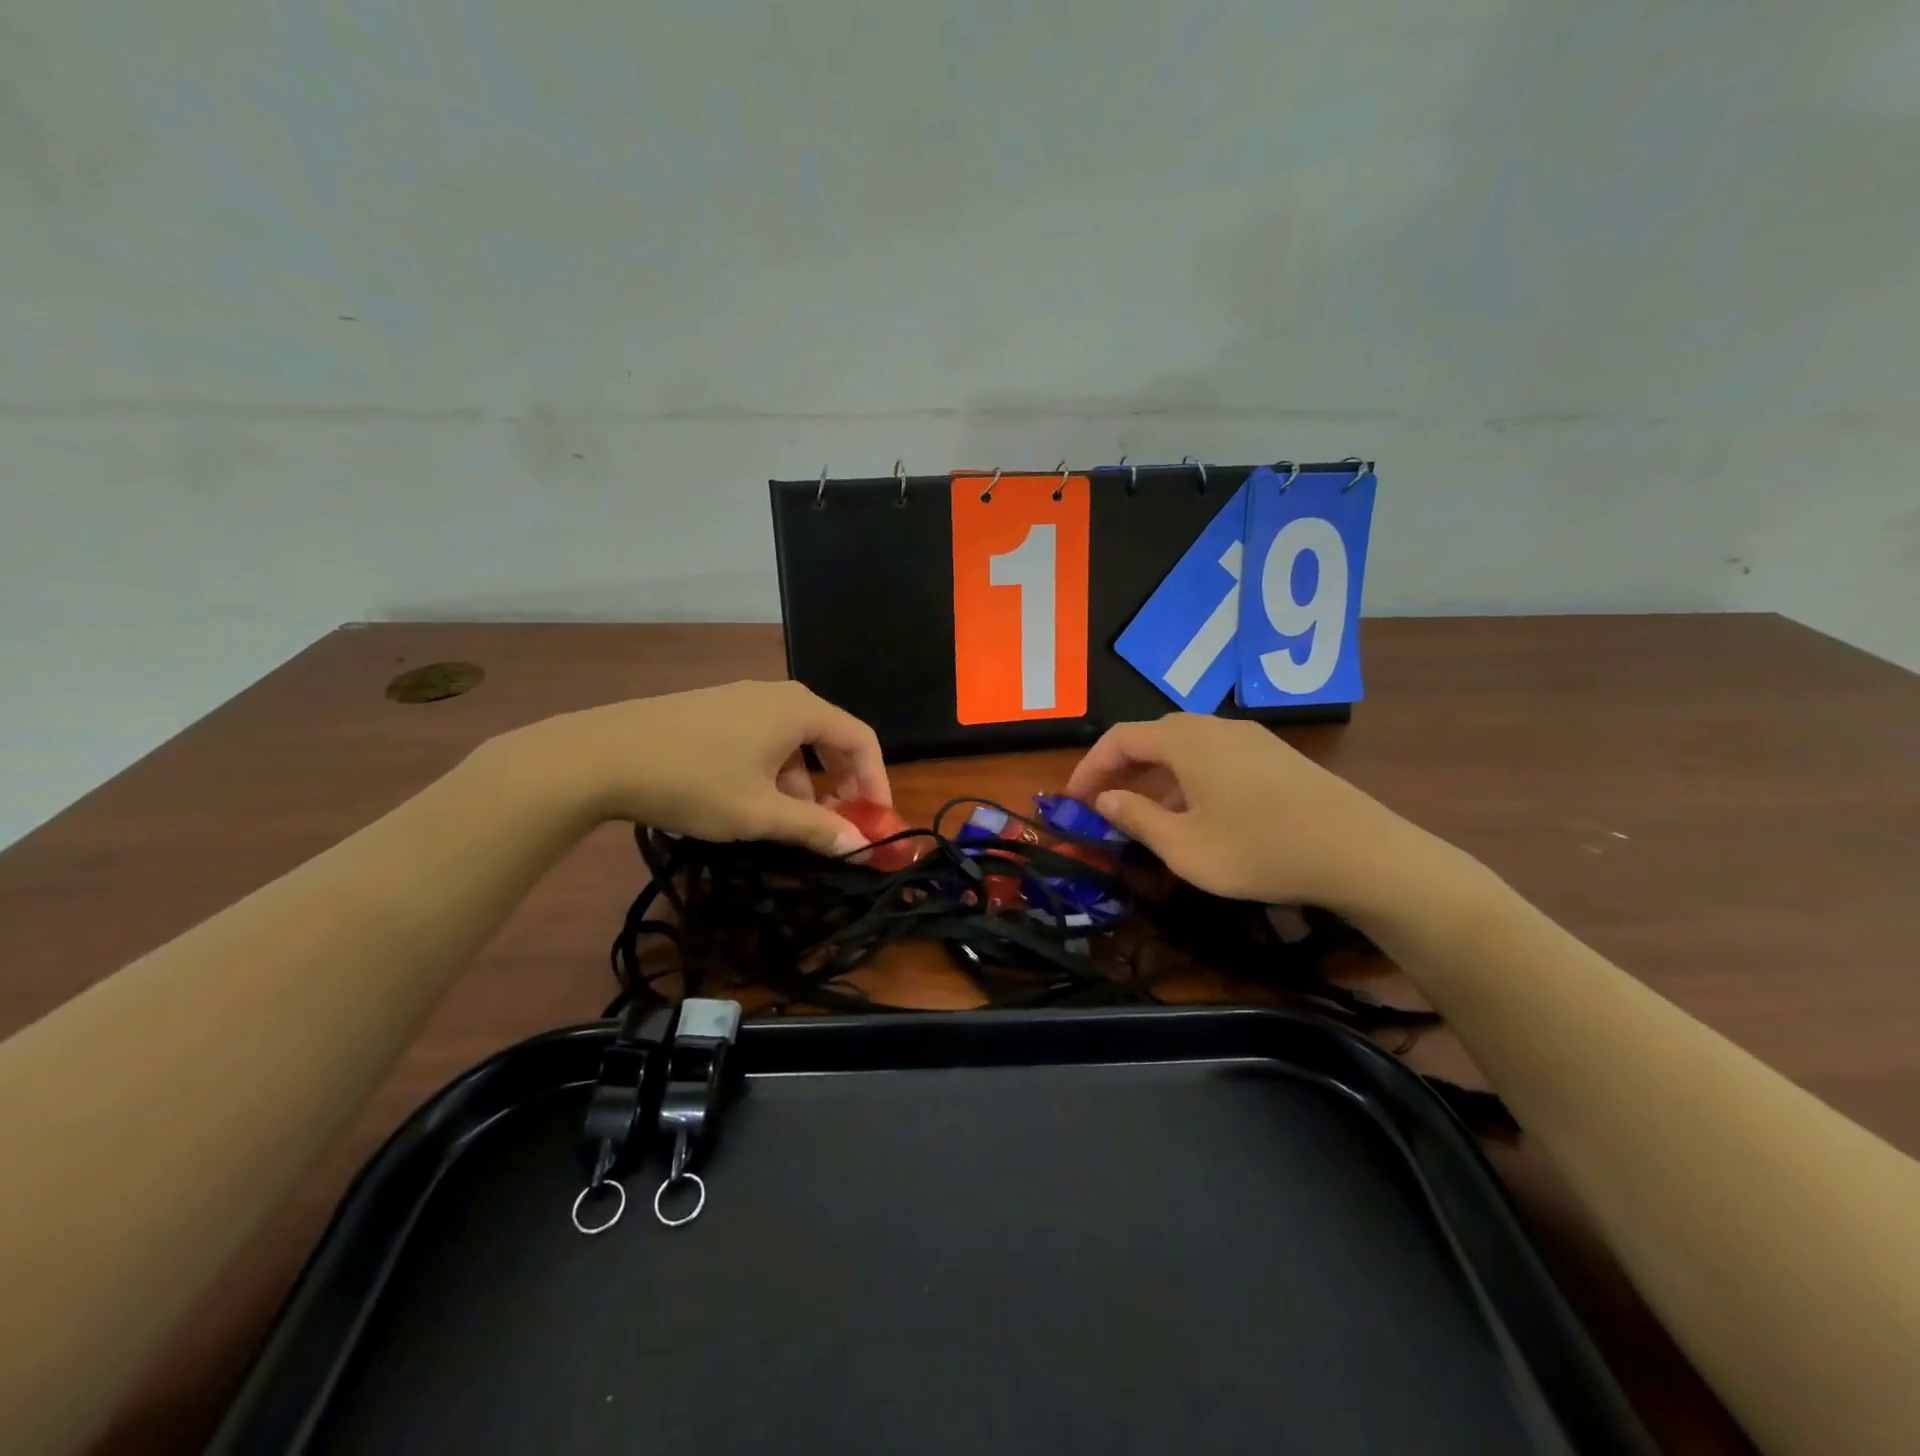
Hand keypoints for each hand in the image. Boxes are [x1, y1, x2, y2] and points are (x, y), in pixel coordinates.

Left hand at [492, 681, 888, 855]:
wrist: (597, 756)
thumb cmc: (693, 782)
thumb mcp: (759, 813)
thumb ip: (816, 828)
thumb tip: (860, 847)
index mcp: (800, 710)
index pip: (861, 739)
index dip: (876, 782)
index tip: (875, 823)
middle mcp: (777, 695)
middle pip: (830, 738)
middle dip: (840, 785)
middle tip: (837, 826)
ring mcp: (741, 698)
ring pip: (792, 742)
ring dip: (802, 784)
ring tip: (784, 825)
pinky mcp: (712, 709)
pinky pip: (762, 738)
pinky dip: (771, 772)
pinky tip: (746, 802)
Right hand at [1063, 713, 1438, 913]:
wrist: (1361, 852)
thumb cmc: (1260, 850)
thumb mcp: (1186, 846)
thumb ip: (1138, 819)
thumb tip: (1105, 800)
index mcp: (1186, 741)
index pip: (1120, 738)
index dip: (1089, 767)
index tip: (1072, 800)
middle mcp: (1214, 727)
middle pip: (1151, 737)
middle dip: (1119, 770)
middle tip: (1101, 806)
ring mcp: (1249, 739)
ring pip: (1184, 748)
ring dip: (1153, 776)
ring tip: (1142, 815)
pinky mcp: (1274, 756)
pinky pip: (1213, 758)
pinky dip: (1186, 779)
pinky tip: (1194, 814)